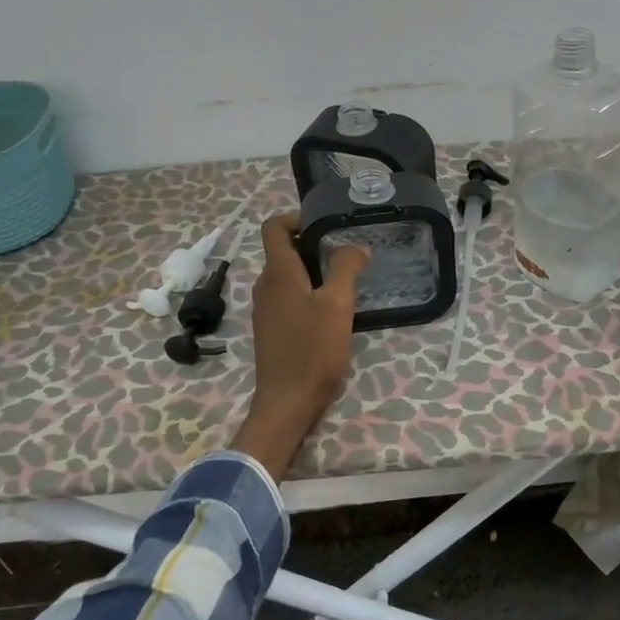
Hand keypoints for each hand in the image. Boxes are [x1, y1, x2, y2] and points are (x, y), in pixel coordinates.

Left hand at [230, 212, 368, 479]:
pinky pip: (287, 297)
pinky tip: (330, 311)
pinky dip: (306, 293)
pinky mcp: (271, 329)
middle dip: (312, 245)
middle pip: (282, 250)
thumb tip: (355, 246)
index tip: (325, 224)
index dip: (296, 217)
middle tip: (345, 253)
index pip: (274, 227)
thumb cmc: (313, 349)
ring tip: (343, 281)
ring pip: (286, 276)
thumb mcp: (337, 305)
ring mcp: (265, 309)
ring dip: (311, 270)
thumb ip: (345, 268)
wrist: (288, 401)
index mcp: (278, 273)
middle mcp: (265, 286)